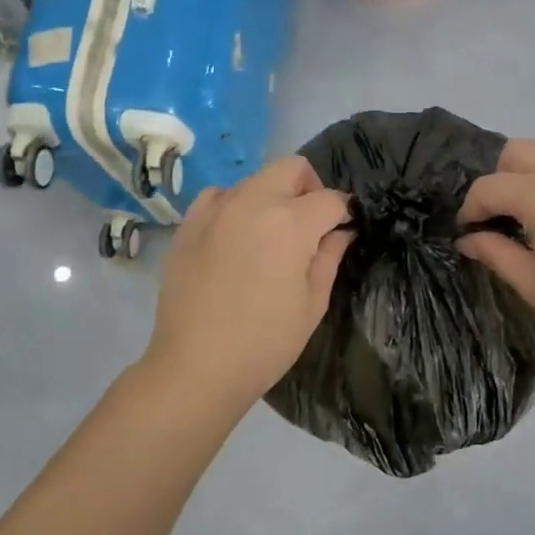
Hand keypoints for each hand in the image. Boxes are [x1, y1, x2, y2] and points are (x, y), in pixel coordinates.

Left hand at [143, 157, 352, 409]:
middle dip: (310, 189)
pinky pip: (219, 195)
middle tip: (311, 225)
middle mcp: (253, 202)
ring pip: (256, 178)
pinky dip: (235, 205)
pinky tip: (236, 236)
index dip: (344, 214)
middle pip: (293, 168)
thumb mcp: (312, 304)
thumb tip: (341, 231)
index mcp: (290, 223)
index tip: (344, 231)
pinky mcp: (189, 223)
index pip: (330, 199)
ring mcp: (216, 209)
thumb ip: (330, 257)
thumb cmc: (265, 342)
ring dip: (273, 195)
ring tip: (270, 234)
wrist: (196, 367)